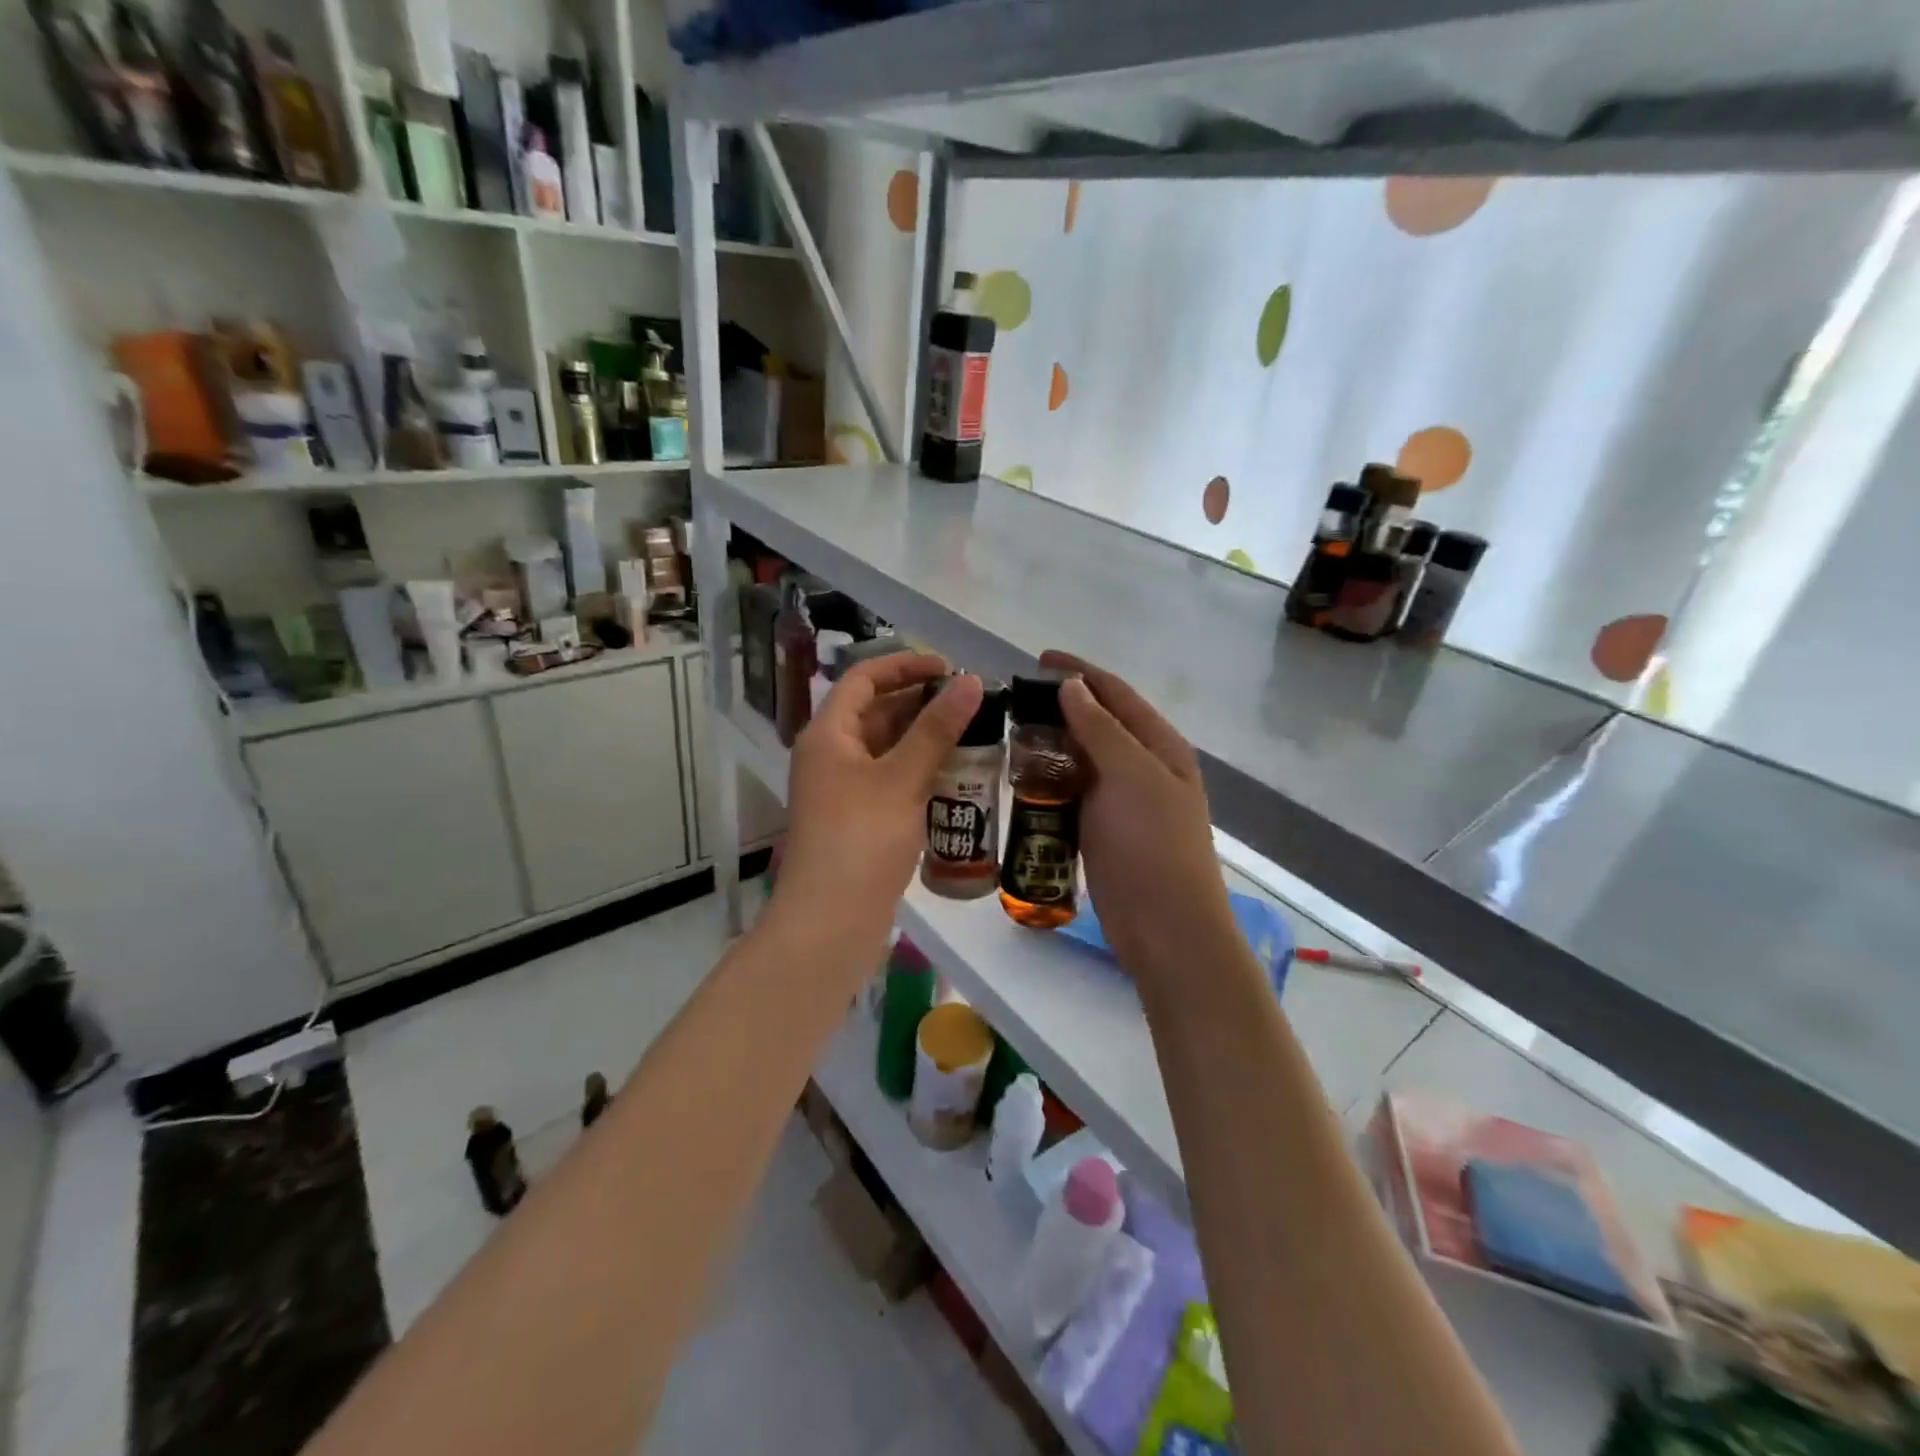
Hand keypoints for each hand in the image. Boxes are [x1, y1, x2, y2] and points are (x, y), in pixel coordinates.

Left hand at [771, 654, 983, 946]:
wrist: (830, 923)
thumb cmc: (860, 840)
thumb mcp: (901, 779)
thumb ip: (937, 728)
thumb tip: (971, 681)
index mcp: (828, 734)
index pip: (864, 679)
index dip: (905, 664)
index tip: (950, 666)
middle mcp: (832, 756)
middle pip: (877, 712)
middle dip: (922, 703)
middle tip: (972, 703)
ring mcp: (844, 790)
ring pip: (888, 749)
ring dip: (926, 739)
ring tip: (975, 734)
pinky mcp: (860, 820)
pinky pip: (893, 781)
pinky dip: (922, 772)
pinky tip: (959, 776)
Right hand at [1041, 651, 1238, 992]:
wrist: (1165, 926)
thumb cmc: (1152, 844)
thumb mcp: (1130, 776)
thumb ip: (1101, 729)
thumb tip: (1073, 687)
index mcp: (1160, 746)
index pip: (1116, 693)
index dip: (1079, 672)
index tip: (1038, 659)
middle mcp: (1144, 766)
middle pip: (1099, 722)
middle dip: (1061, 705)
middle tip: (1014, 699)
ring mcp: (1123, 800)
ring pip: (1082, 757)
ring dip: (1051, 742)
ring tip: (1010, 732)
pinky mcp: (1103, 828)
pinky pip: (1073, 791)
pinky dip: (1049, 778)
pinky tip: (1022, 776)